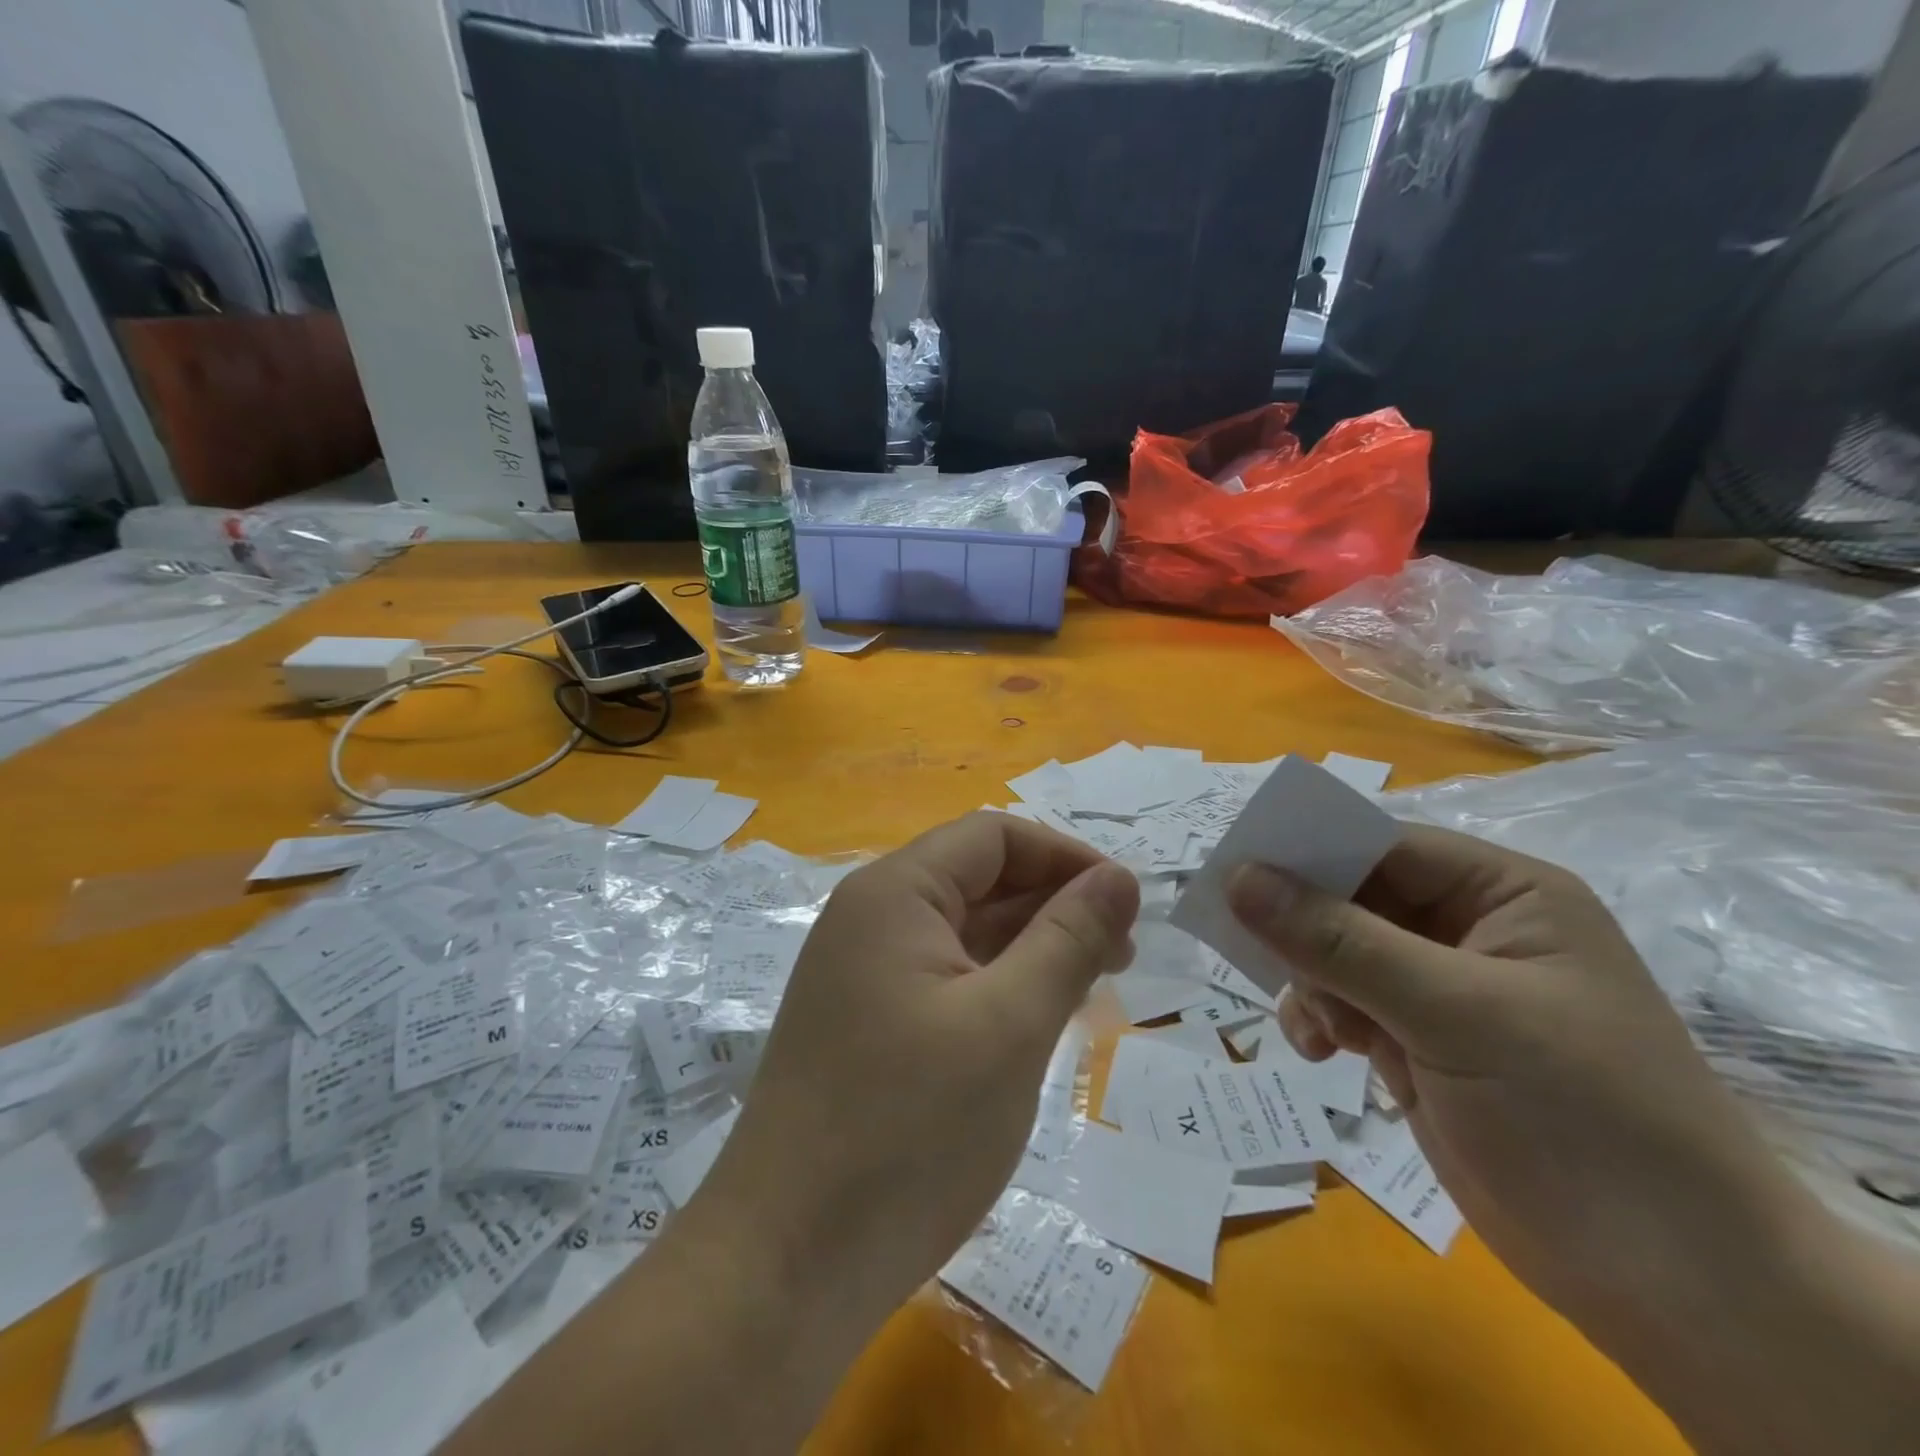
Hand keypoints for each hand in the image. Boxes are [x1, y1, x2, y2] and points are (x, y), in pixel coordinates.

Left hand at [694, 812, 1139, 1331]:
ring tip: (1092, 987)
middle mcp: (870, 918)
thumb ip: (1068, 940)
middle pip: (977, 879)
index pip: (993, 836)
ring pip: (963, 933)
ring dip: (1029, 947)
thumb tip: (1119, 878)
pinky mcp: (865, 1024)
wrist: (786, 1265)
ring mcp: (863, 974)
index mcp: (894, 894)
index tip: (1128, 904)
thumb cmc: (908, 1131)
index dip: (1064, 857)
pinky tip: (1037, 1021)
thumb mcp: (1009, 1025)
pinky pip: (944, 979)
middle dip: (1053, 904)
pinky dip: (996, 986)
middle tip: (1122, 954)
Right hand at [1225, 825, 1803, 1342]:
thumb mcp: (1455, 1013)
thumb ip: (1339, 941)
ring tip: (1318, 1026)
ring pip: (1337, 952)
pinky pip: (1342, 1004)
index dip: (1307, 850)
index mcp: (1502, 894)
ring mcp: (1441, 990)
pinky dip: (1320, 1020)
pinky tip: (1322, 1053)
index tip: (1232, 868)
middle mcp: (1468, 930)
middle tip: (1244, 944)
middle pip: (1352, 897)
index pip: (1382, 845)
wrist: (1675, 1287)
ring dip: (1310, 980)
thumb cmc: (1581, 1116)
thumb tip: (1237, 878)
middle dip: (1301, 925)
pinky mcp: (1419, 1043)